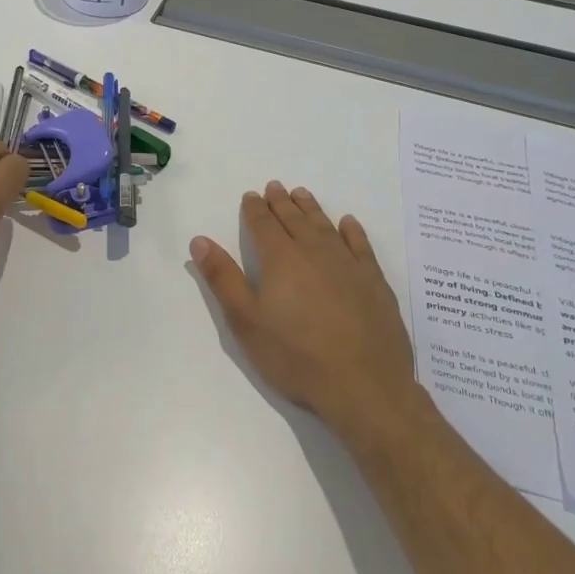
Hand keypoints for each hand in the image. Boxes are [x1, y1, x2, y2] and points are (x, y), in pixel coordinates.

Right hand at [190, 181, 417, 436]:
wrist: (364, 387)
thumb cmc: (296, 357)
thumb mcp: (246, 322)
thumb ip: (223, 278)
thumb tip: (200, 240)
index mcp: (280, 260)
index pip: (263, 225)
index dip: (255, 209)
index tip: (251, 195)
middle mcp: (314, 252)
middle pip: (294, 220)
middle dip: (282, 202)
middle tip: (275, 186)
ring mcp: (348, 266)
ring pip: (325, 226)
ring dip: (311, 209)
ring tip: (302, 194)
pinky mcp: (374, 283)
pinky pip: (361, 246)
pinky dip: (352, 231)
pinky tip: (348, 223)